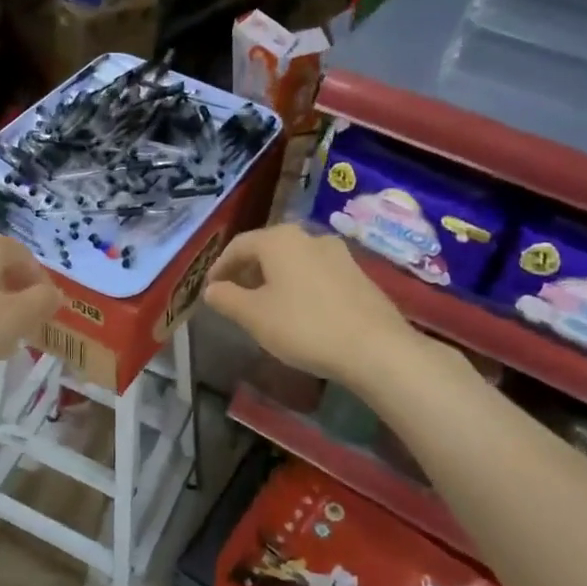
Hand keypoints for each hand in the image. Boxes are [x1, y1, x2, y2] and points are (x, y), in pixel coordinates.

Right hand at [204, 225, 436, 386]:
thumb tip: (212, 289)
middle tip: (235, 294)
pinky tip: (299, 311)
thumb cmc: (304, 327)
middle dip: (248, 270)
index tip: (210, 288)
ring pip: (294, 260)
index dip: (220, 266)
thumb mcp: (254, 316)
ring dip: (275, 278)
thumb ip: (227, 299)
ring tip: (266, 304)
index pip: (239, 245)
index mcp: (279, 240)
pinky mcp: (358, 274)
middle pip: (268, 249)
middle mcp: (309, 237)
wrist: (376, 348)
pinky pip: (317, 273)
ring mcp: (339, 254)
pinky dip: (299, 285)